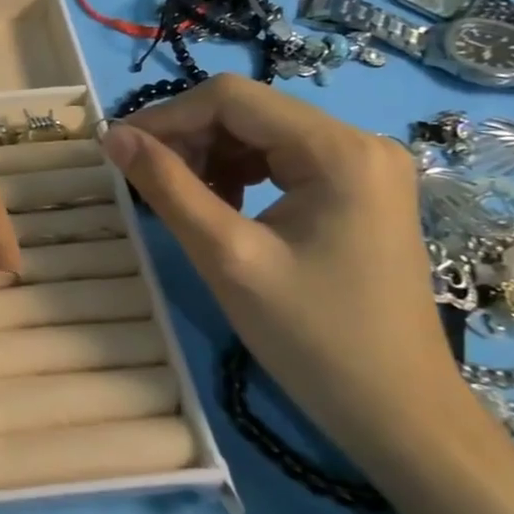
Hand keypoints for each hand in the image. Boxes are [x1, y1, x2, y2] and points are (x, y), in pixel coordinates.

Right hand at [101, 75, 452, 468]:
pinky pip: (284, 161)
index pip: (232, 98)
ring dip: (211, 156)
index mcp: (338, 149)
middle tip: (143, 179)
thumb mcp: (227, 257)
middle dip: (189, 138)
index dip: (167, 116)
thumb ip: (167, 187)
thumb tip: (113, 136)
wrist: (399, 415)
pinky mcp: (360, 191)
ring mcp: (365, 166)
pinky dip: (241, 175)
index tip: (119, 149)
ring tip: (179, 197)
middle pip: (249, 112)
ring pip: (262, 135)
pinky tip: (221, 208)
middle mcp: (359, 142)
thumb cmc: (313, 339)